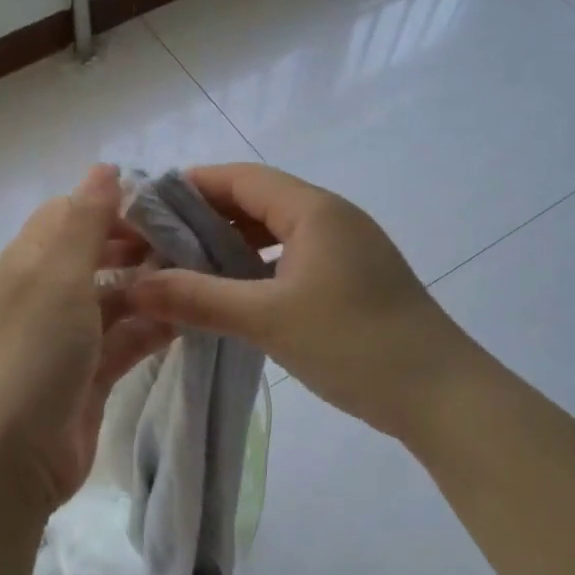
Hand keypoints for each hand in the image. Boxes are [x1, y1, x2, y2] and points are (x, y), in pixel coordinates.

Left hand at [0, 165, 171, 508]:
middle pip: (97, 256)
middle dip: (140, 247)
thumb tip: (104, 167)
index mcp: (28, 263)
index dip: (113, 205)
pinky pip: (126, 341)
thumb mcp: (56, 276)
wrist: (4, 463)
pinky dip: (154, 330)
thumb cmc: (31, 355)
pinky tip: (192, 321)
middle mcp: (45, 296)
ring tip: (205, 278)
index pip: (71, 215)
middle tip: (194, 243)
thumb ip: (84, 220)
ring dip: (154, 289)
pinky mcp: (89, 378)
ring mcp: (67, 340)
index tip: (166, 206)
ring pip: (117, 300)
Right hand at [123, 164, 474, 438]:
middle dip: (205, 217)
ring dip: (230, 244)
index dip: (191, 185)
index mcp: (314, 210)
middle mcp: (331, 218)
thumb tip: (133, 286)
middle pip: (256, 201)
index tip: (146, 204)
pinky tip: (231, 293)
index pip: (241, 178)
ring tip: (184, 266)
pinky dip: (256, 268)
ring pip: (274, 232)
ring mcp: (345, 250)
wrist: (441, 396)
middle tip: (156, 242)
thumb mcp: (268, 319)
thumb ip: (198, 298)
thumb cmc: (355, 344)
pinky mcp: (351, 280)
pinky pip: (291, 259)